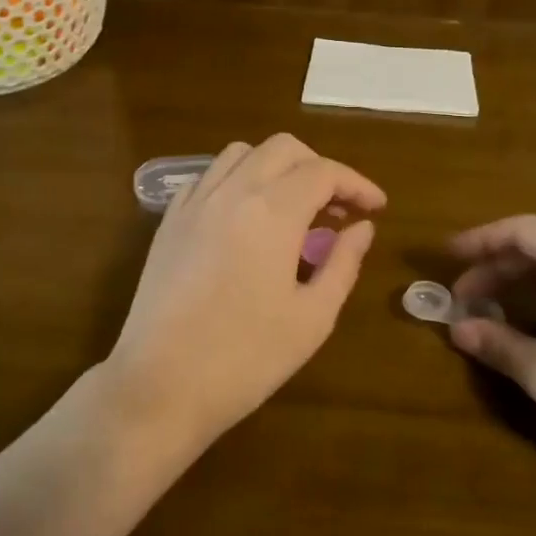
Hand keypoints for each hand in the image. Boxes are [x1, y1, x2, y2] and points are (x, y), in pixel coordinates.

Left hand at [104, 135, 386, 451]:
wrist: (159, 386)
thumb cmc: (245, 359)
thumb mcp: (312, 318)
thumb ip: (343, 263)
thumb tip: (362, 228)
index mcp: (272, 212)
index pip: (324, 172)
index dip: (357, 184)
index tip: (376, 207)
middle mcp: (231, 192)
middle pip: (283, 149)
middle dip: (318, 168)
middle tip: (336, 208)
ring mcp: (194, 203)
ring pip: (241, 153)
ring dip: (276, 168)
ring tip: (291, 208)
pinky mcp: (169, 221)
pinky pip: (207, 177)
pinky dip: (236, 181)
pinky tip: (244, 218)